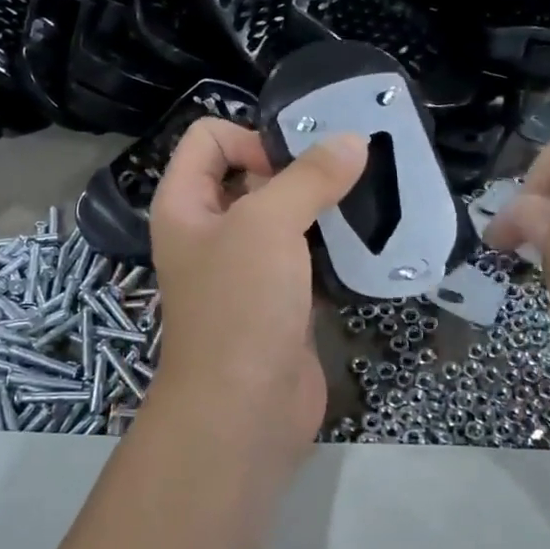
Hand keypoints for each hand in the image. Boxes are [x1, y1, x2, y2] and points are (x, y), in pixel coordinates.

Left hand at [145, 119, 367, 474]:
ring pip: (282, 214)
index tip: (293, 165)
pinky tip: (365, 237)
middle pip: (249, 172)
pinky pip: (303, 252)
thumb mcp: (267, 225)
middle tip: (348, 170)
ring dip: (320, 204)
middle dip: (296, 166)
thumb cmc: (240, 304)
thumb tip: (352, 139)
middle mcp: (209, 229)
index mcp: (184, 203)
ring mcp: (244, 266)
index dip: (250, 138)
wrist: (244, 410)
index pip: (209, 138)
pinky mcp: (278, 297)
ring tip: (365, 196)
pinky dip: (330, 241)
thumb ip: (308, 177)